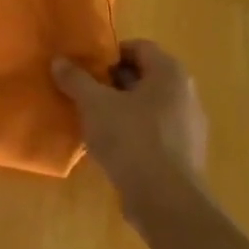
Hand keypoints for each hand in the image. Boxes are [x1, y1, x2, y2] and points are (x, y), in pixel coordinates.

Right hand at [52, 40, 207, 214]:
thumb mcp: (94, 104)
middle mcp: (186, 94)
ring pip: (147, 107)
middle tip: (83, 93)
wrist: (166, 201)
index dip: (108, 54)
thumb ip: (76, 79)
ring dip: (120, 109)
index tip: (85, 68)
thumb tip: (58, 60)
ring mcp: (189, 126)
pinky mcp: (184, 155)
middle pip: (143, 77)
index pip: (138, 47)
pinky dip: (132, 133)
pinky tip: (110, 148)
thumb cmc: (132, 139)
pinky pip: (154, 132)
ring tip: (92, 121)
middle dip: (111, 83)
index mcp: (170, 73)